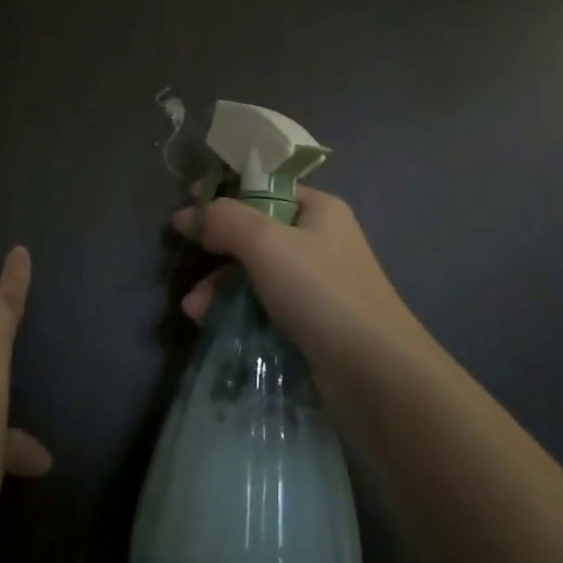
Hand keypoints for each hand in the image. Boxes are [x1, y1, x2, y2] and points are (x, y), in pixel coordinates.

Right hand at [171, 187, 430, 381]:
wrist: (376, 375)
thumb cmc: (322, 293)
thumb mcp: (266, 243)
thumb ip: (224, 219)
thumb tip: (188, 214)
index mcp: (318, 209)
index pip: (263, 187)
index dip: (224, 194)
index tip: (186, 209)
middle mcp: (318, 240)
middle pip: (254, 231)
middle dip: (216, 248)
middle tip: (187, 260)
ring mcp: (315, 283)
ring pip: (254, 271)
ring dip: (219, 285)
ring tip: (193, 309)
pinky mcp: (310, 321)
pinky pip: (263, 304)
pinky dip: (235, 309)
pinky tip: (210, 323)